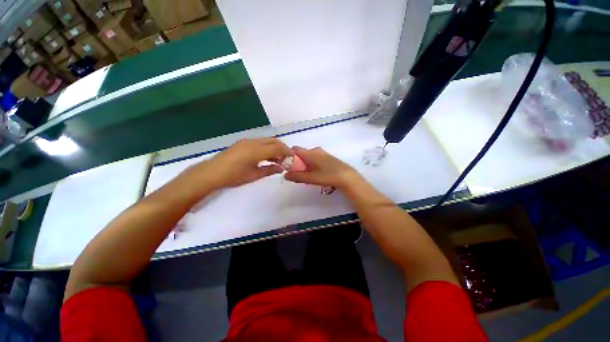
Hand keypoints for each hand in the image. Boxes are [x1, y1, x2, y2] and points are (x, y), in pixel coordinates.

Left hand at [193, 138, 291, 188]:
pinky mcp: (243, 143)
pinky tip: (266, 156)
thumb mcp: (254, 175)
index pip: (277, 147)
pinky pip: (260, 142)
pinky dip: (267, 147)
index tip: (293, 157)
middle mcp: (253, 142)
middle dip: (282, 148)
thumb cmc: (234, 176)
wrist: (212, 172)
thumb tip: (281, 168)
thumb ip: (270, 170)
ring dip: (274, 147)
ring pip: (267, 140)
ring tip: (277, 159)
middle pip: (273, 140)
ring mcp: (247, 141)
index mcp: (257, 150)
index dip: (287, 151)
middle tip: (286, 158)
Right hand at [284, 147, 361, 189]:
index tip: (287, 166)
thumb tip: (285, 175)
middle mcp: (315, 150)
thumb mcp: (311, 178)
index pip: (294, 149)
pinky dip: (311, 165)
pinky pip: (314, 158)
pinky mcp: (327, 157)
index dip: (288, 156)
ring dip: (304, 165)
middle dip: (297, 163)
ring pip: (308, 157)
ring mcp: (322, 153)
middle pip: (301, 154)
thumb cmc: (328, 176)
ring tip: (307, 176)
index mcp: (310, 153)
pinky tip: (315, 174)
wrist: (347, 176)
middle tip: (298, 174)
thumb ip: (297, 177)